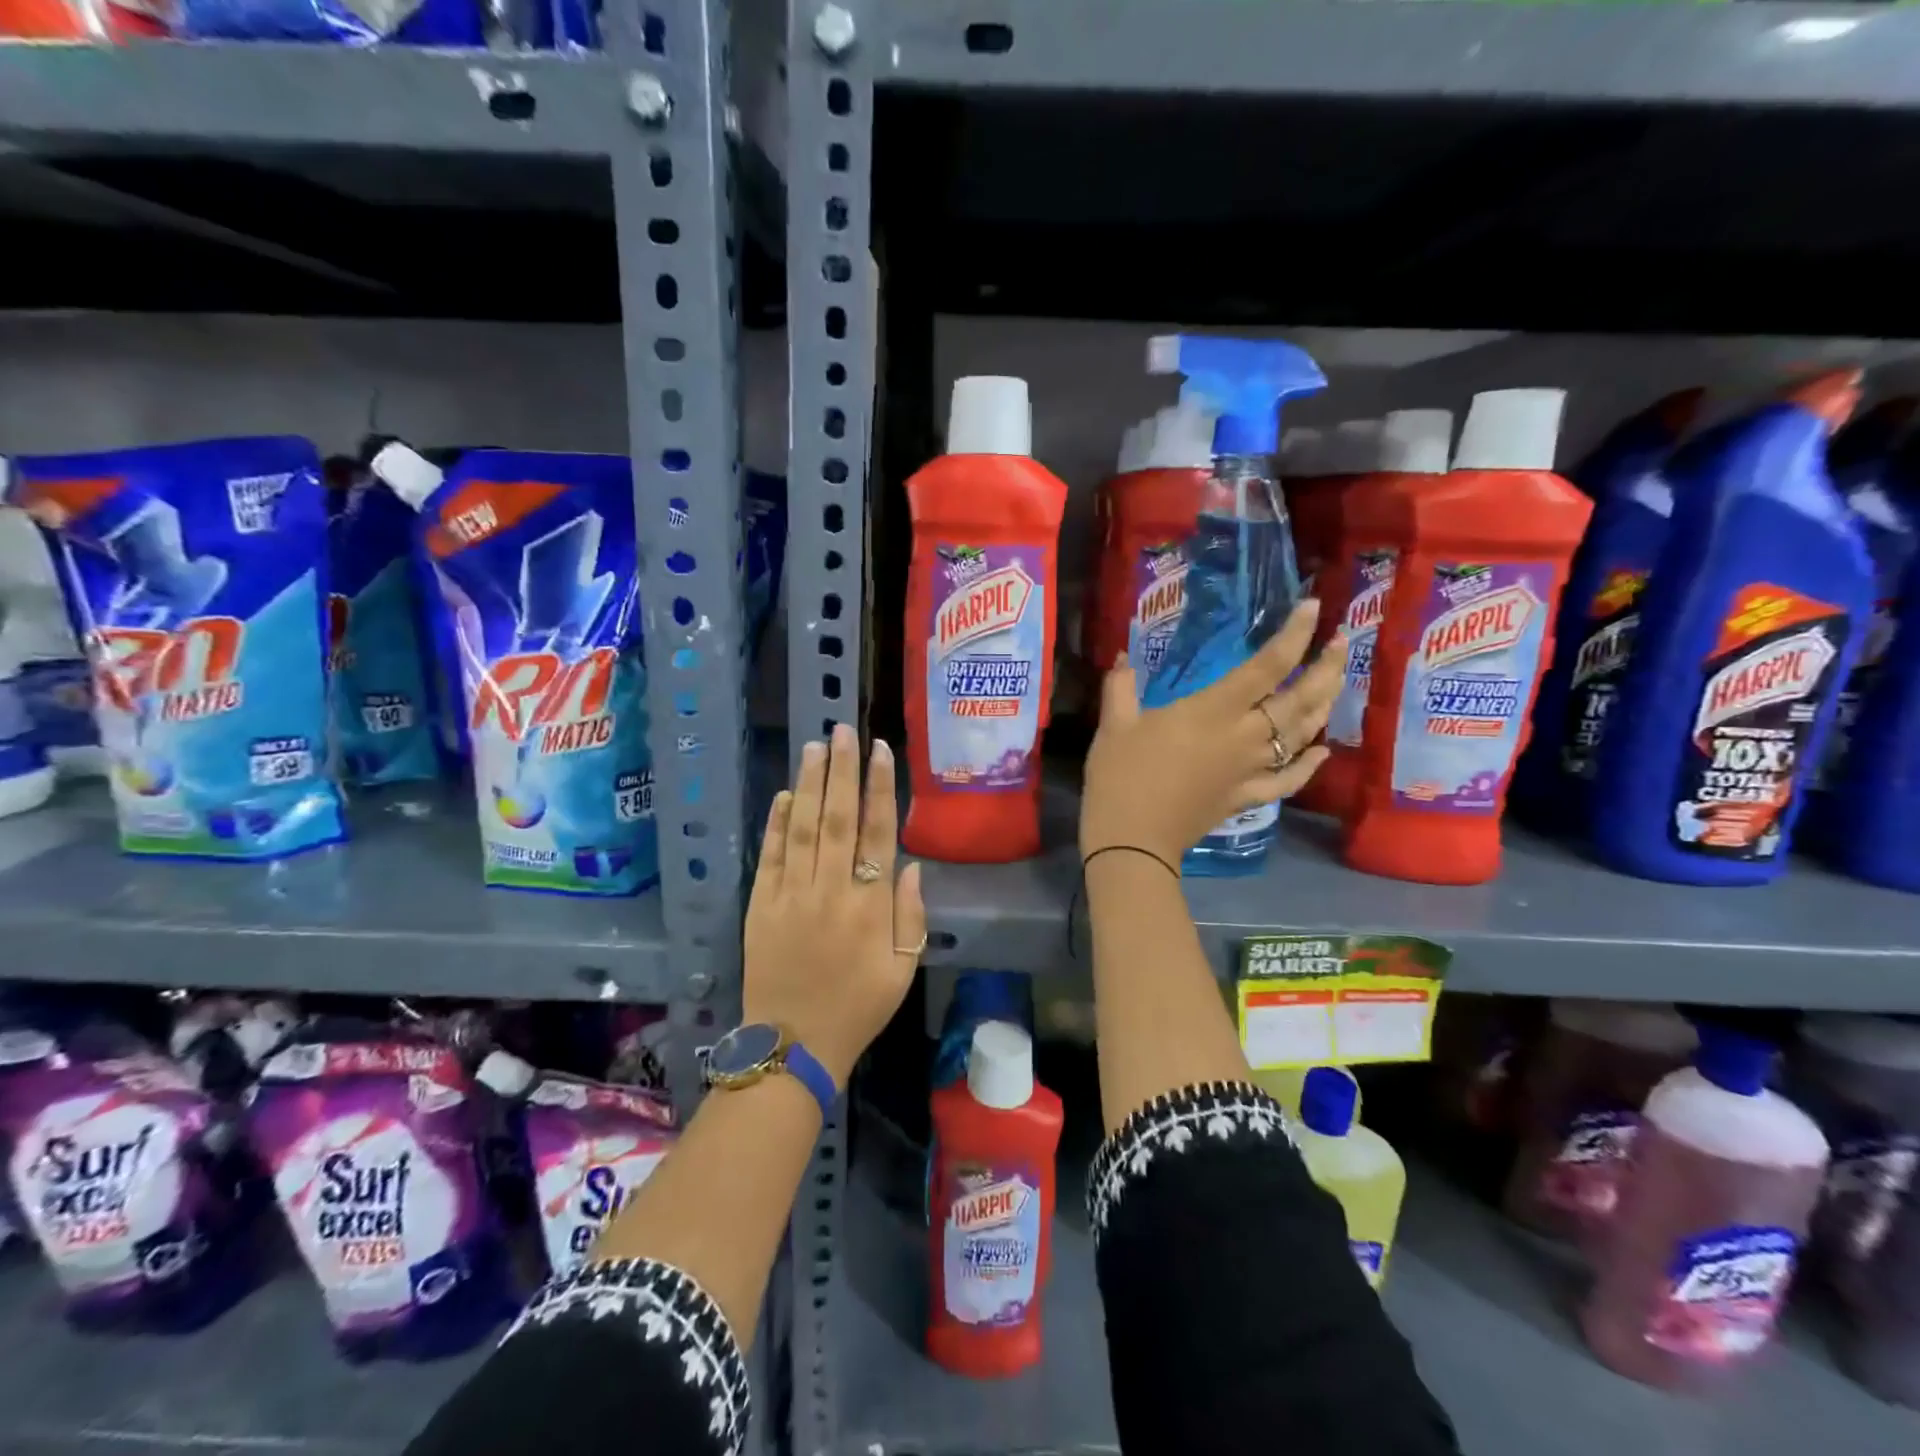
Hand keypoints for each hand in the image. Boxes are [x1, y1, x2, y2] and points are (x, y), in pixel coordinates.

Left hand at [743, 724, 926, 1088]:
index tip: (879, 751)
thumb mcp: (902, 970)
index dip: (879, 788)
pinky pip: (769, 856)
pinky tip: (783, 796)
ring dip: (809, 784)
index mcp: (870, 906)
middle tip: (843, 730)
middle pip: (837, 818)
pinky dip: (776, 824)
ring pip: (801, 828)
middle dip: (841, 770)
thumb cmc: (858, 1008)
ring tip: (815, 747)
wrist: (793, 1046)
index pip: (877, 833)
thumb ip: (910, 916)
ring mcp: (790, 895)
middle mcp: (831, 890)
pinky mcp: (760, 906)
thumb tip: (909, 865)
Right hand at [1080, 599, 1346, 863]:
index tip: (1313, 608)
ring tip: (1336, 682)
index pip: (1267, 665)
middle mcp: (1244, 736)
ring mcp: (1251, 769)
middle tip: (1342, 642)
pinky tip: (1323, 751)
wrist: (1132, 838)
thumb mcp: (1114, 724)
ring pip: (1302, 735)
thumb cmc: (1121, 775)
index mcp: (1214, 710)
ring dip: (1324, 706)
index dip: (1294, 634)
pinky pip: (1288, 780)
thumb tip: (1122, 656)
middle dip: (1326, 667)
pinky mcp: (1247, 797)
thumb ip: (1121, 686)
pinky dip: (1309, 766)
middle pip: (1300, 698)